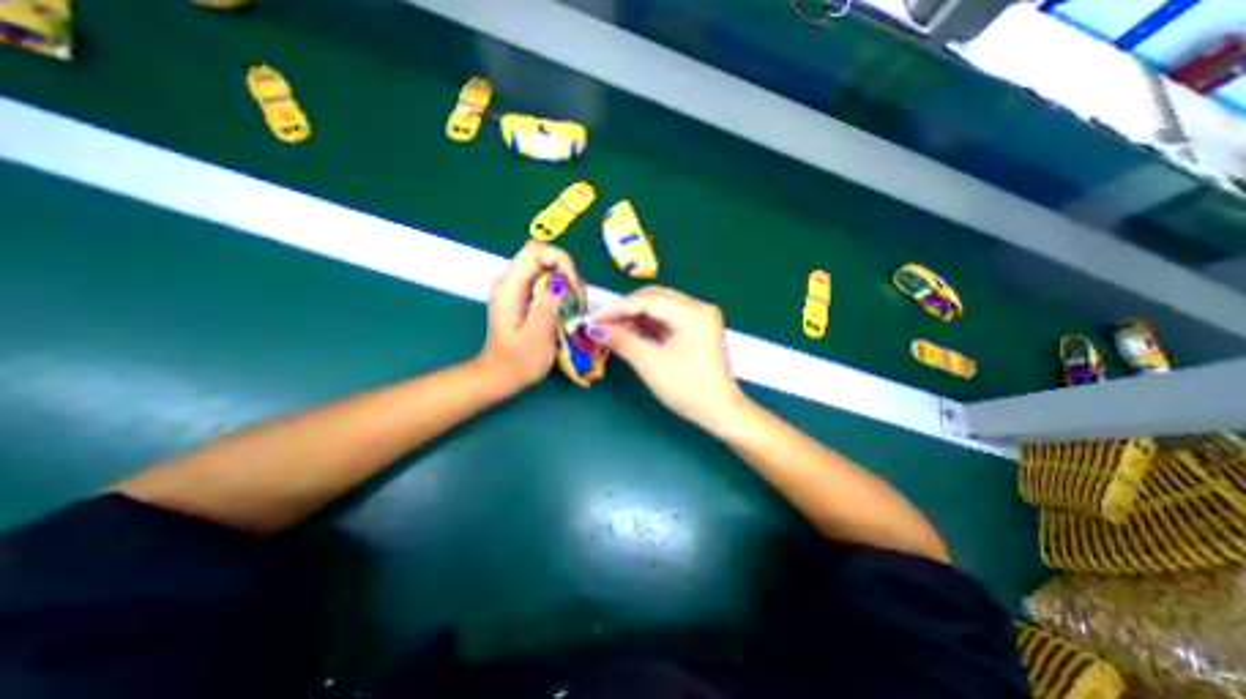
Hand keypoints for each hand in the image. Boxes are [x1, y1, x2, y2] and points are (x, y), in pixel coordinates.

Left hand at [482, 241, 584, 391]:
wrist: (499, 376)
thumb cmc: (518, 362)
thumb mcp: (536, 337)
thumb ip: (546, 306)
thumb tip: (560, 280)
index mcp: (509, 288)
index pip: (535, 252)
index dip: (560, 260)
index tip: (573, 286)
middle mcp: (510, 282)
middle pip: (541, 256)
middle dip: (565, 270)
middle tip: (576, 298)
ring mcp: (515, 288)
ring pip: (545, 268)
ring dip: (564, 281)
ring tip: (573, 306)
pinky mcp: (522, 297)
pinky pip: (544, 281)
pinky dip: (559, 289)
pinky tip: (565, 308)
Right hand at [589, 283, 742, 429]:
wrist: (720, 412)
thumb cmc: (688, 390)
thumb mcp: (651, 364)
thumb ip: (622, 341)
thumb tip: (594, 328)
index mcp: (693, 313)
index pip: (648, 300)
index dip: (617, 308)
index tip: (593, 318)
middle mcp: (698, 307)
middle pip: (653, 298)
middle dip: (624, 310)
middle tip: (599, 323)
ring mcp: (698, 317)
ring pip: (658, 308)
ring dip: (633, 317)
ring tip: (609, 328)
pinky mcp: (695, 328)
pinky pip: (665, 319)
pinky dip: (645, 325)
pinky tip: (628, 332)